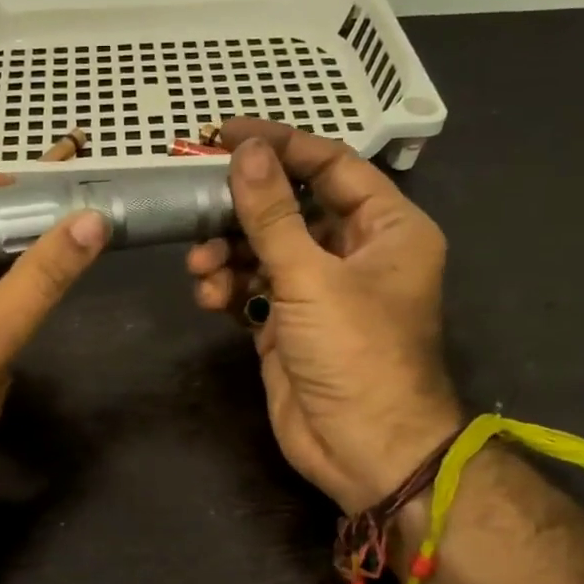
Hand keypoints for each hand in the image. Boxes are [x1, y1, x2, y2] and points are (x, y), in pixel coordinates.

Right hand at [187, 120, 461, 513]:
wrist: (363, 448)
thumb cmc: (355, 353)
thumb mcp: (312, 276)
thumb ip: (272, 214)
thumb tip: (245, 152)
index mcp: (386, 227)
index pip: (331, 166)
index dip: (280, 146)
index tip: (226, 135)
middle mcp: (353, 252)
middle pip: (290, 207)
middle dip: (242, 209)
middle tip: (196, 202)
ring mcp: (318, 290)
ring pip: (263, 249)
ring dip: (227, 252)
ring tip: (201, 266)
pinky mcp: (287, 323)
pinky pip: (251, 287)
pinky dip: (227, 286)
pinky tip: (209, 296)